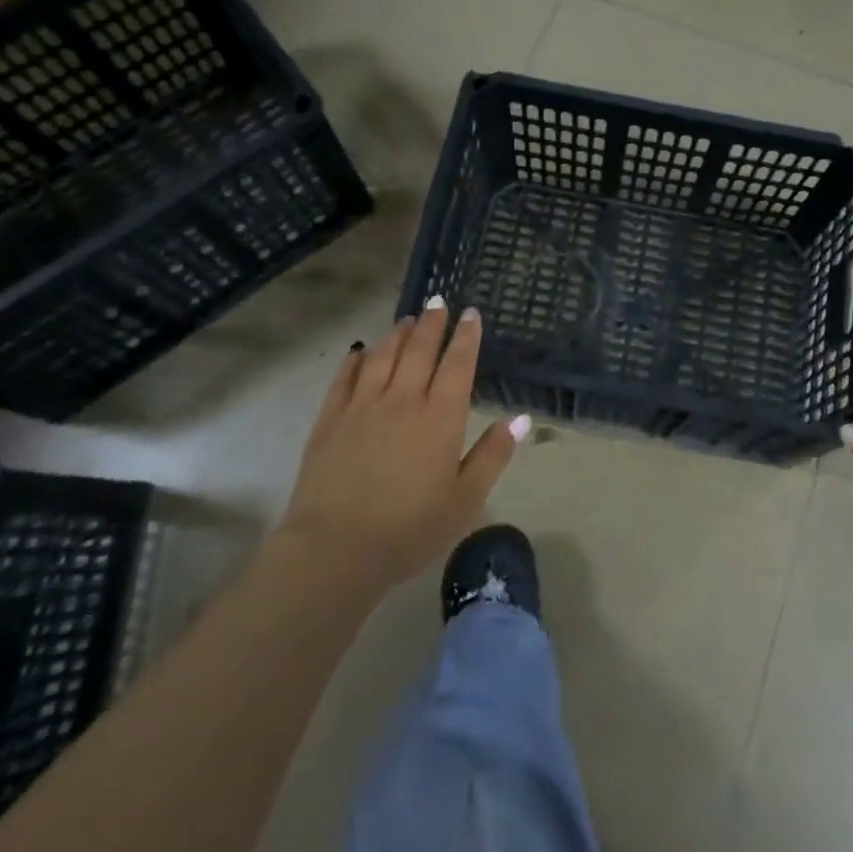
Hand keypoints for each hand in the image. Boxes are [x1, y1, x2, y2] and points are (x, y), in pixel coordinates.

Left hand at [281, 301, 527, 588]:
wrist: (335, 549)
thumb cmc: (410, 529)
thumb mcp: (465, 499)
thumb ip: (493, 454)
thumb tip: (521, 418)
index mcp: (440, 417)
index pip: (458, 364)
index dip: (466, 336)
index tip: (471, 313)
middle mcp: (403, 399)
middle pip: (420, 349)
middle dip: (432, 323)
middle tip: (438, 302)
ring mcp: (362, 406)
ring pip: (383, 355)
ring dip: (398, 334)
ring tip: (407, 319)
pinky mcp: (330, 418)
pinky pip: (345, 377)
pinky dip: (356, 359)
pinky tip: (360, 351)